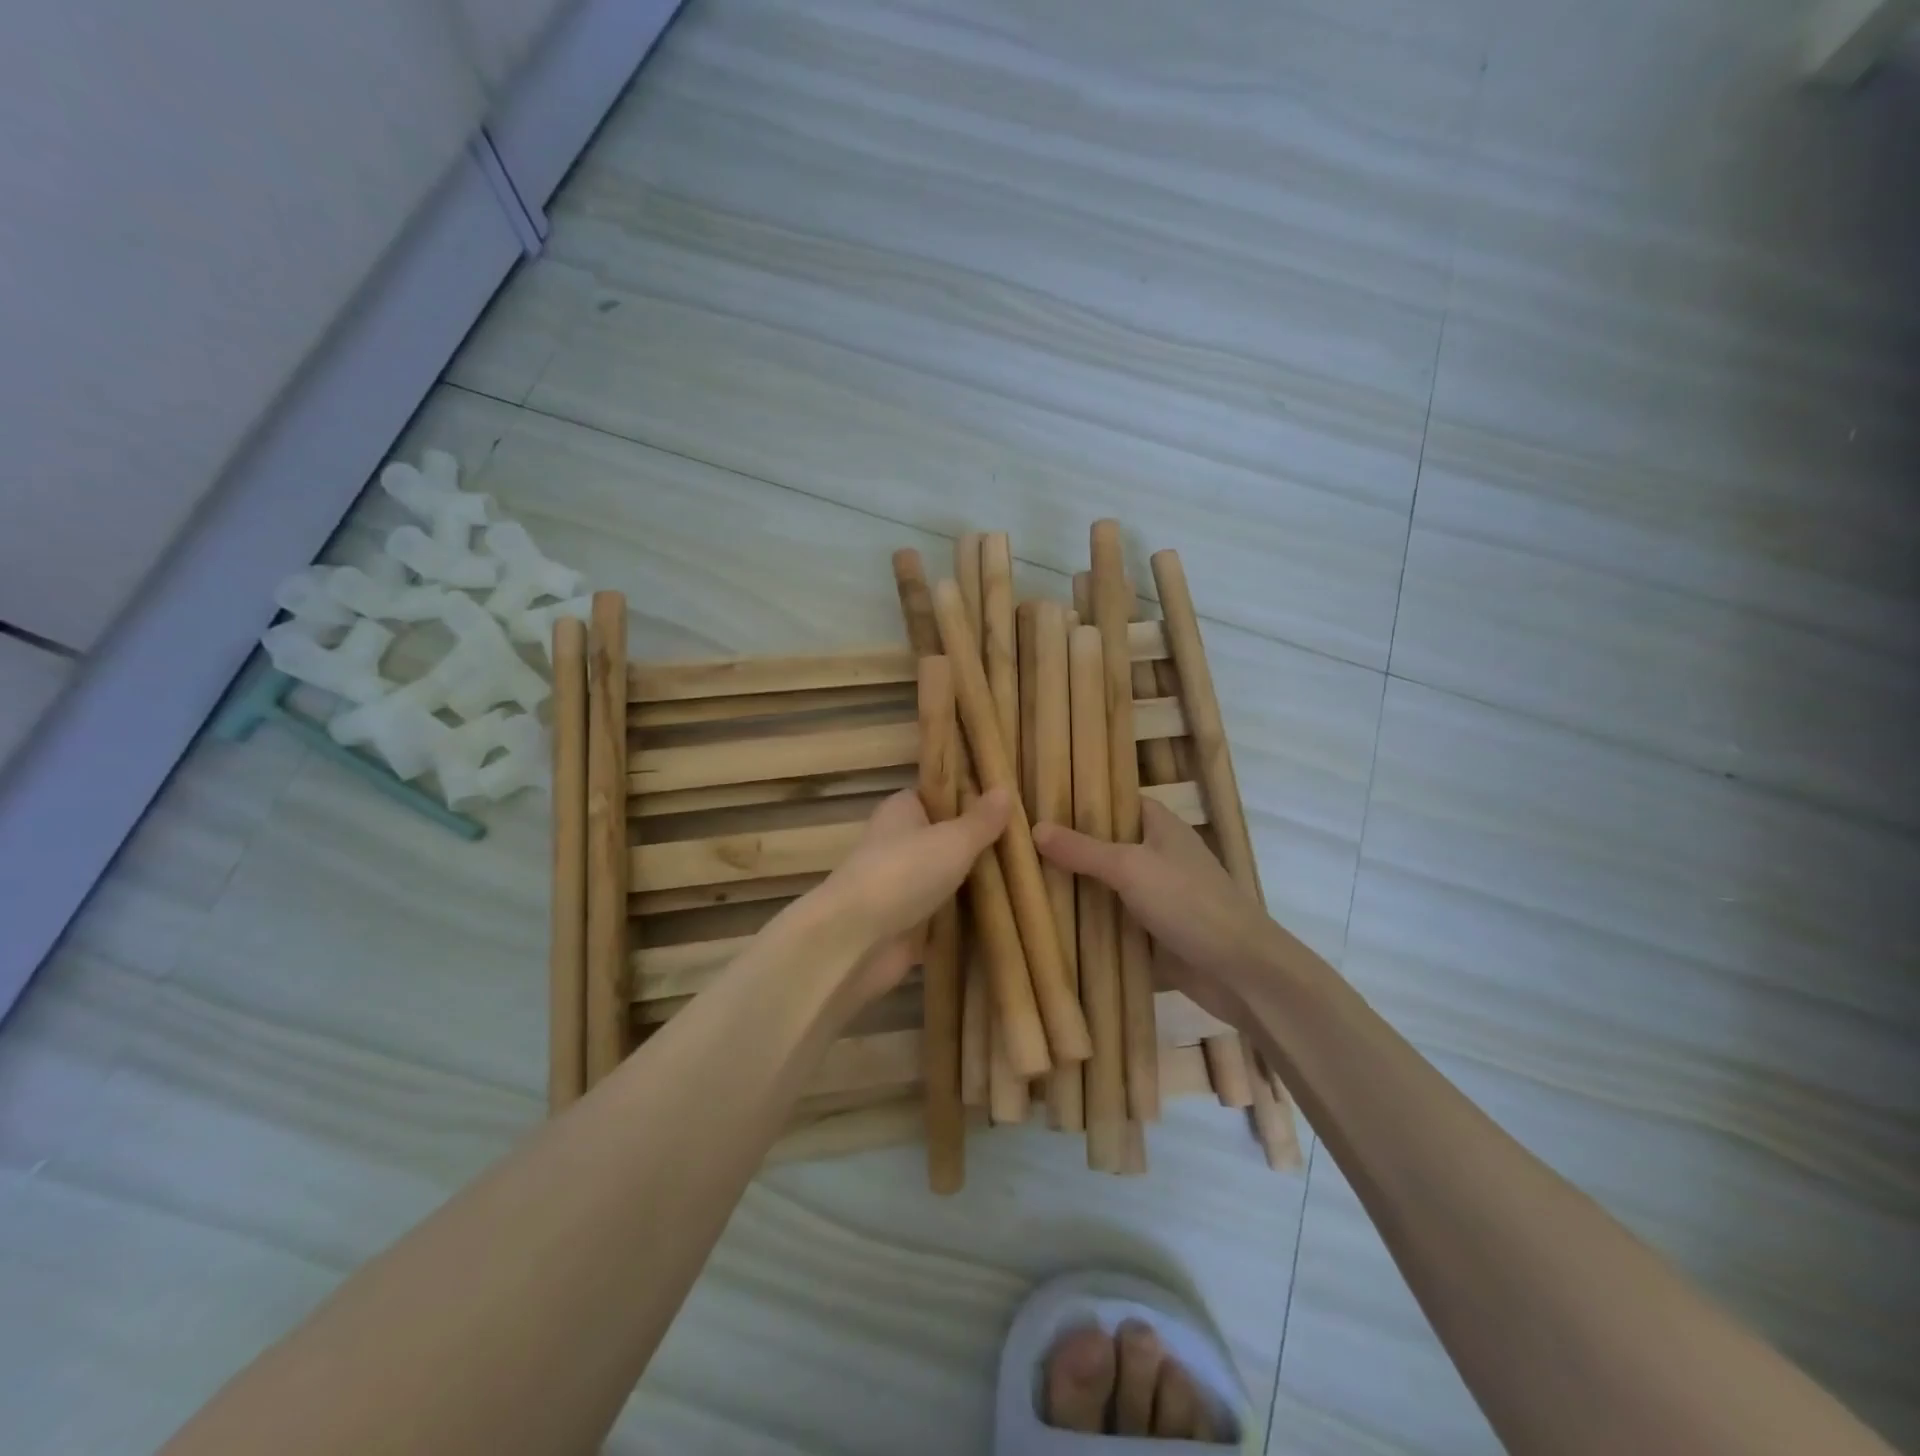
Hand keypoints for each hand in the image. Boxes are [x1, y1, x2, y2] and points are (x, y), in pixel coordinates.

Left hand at [806, 786, 1010, 1007]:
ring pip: (948, 877)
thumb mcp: (953, 840)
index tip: (1011, 803)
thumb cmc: (904, 873)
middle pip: (947, 838)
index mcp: (902, 811)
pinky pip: (946, 914)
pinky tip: (1007, 913)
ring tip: (1029, 876)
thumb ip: (981, 820)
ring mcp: (903, 886)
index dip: (971, 797)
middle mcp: (899, 843)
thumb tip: (1005, 790)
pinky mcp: (908, 924)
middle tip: (1028, 842)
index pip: (939, 794)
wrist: (857, 941)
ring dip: (978, 882)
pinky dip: (968, 916)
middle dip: (981, 844)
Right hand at [1033, 797, 1278, 1029]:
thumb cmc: (1189, 902)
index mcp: (1161, 827)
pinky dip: (1088, 924)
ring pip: (1107, 886)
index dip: (1083, 800)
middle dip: (1069, 848)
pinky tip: (1048, 923)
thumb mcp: (1130, 867)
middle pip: (1106, 845)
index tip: (1039, 802)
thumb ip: (1082, 849)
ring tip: (1022, 881)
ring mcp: (1156, 897)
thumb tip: (1034, 828)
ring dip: (1075, 889)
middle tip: (1018, 845)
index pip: (1117, 801)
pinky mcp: (1152, 934)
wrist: (1240, 972)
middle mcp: (1158, 856)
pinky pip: (1112, 922)